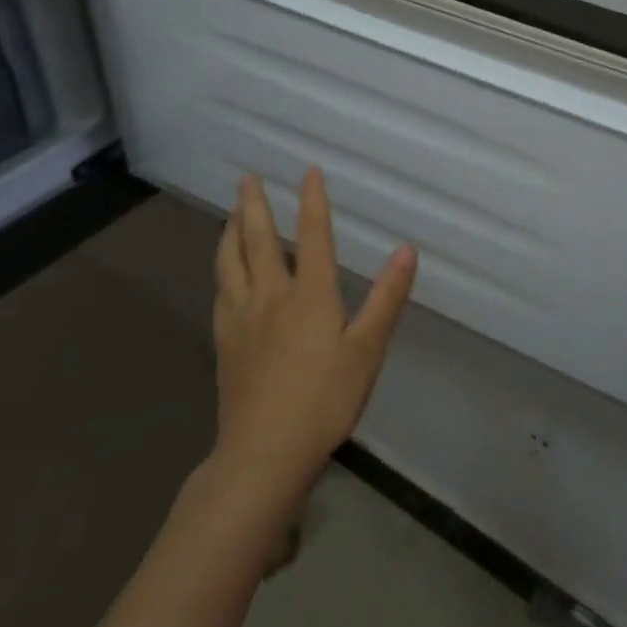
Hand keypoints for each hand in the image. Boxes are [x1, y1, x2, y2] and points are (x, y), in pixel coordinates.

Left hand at [206, 169, 416, 515]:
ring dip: (230, 232)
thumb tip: (406, 250)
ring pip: (229, 263)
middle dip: (254, 205)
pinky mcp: (225, 344)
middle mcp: (270, 296)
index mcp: (309, 294)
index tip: (308, 171)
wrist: (262, 455)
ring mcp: (242, 320)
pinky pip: (220, 293)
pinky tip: (223, 274)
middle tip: (247, 178)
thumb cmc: (324, 401)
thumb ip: (387, 297)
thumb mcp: (367, 350)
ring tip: (230, 213)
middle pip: (257, 240)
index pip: (312, 235)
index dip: (312, 200)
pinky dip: (221, 270)